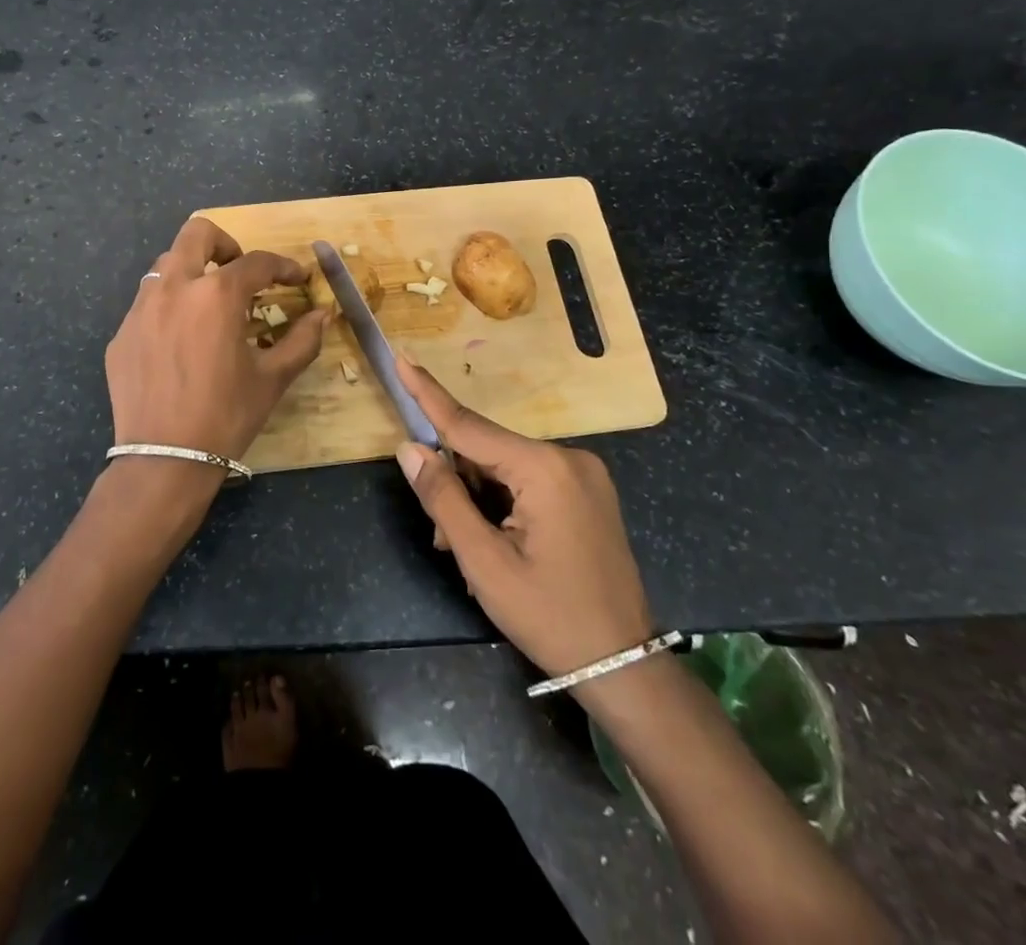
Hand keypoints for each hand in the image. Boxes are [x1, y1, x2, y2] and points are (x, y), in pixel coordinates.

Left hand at [100, 217, 327, 520]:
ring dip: (193, 273)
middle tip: (241, 274)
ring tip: (208, 307)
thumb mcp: (272, 378)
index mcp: (216, 296)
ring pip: (165, 265)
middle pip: (197, 234)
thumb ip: (303, 339)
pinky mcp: (121, 334)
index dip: (284, 266)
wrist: (164, 460)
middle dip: (226, 245)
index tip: (297, 278)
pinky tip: (180, 342)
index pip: (256, 262)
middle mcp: (174, 289)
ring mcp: (140, 310)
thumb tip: (323, 315)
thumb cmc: (226, 416)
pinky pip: (147, 303)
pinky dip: (169, 307)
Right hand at [393, 353, 653, 679]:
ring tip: (469, 552)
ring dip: (477, 499)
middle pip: (486, 450)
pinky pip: (528, 480)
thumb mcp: (484, 562)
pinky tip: (496, 542)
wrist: (624, 667)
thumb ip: (443, 498)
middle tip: (442, 536)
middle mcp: (568, 458)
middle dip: (456, 483)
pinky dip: (502, 502)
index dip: (428, 395)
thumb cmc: (549, 616)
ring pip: (505, 467)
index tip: (401, 359)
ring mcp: (583, 474)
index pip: (470, 425)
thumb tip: (409, 448)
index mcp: (544, 469)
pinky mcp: (588, 492)